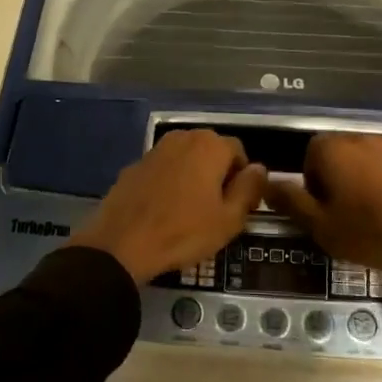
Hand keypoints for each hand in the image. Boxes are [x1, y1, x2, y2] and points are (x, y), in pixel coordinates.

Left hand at [71, 130, 267, 284]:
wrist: (122, 244)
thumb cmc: (183, 232)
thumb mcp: (229, 219)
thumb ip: (250, 189)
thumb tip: (259, 169)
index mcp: (210, 145)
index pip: (239, 153)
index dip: (243, 179)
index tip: (237, 206)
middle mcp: (183, 137)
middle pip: (212, 152)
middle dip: (218, 175)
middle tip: (216, 210)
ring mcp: (155, 149)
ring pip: (186, 159)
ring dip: (193, 177)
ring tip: (190, 210)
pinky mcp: (134, 165)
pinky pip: (163, 169)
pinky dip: (169, 182)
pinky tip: (164, 210)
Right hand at [263, 133, 381, 287]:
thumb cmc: (369, 230)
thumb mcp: (321, 225)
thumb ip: (291, 201)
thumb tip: (267, 183)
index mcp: (332, 149)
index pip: (308, 157)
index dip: (311, 186)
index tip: (322, 212)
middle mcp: (360, 138)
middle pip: (336, 157)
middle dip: (335, 183)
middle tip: (342, 217)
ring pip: (363, 163)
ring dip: (360, 184)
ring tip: (369, 218)